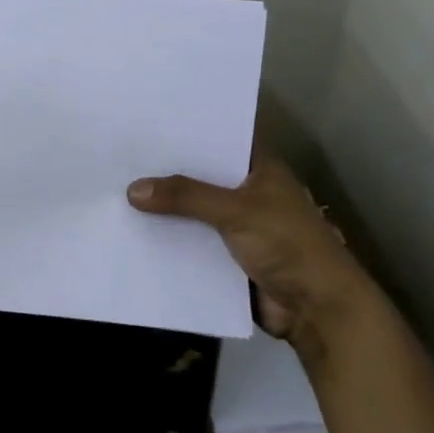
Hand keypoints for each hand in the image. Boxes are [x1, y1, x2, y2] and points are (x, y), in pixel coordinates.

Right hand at [126, 152, 368, 347]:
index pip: (220, 137)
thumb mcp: (236, 211)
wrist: (318, 311)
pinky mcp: (227, 256)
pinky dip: (169, 238)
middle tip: (121, 154)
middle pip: (201, 175)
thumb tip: (132, 189)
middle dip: (167, 170)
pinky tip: (132, 230)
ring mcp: (237, 225)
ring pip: (193, 210)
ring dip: (165, 207)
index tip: (148, 121)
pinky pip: (191, 241)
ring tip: (116, 188)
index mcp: (259, 168)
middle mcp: (246, 191)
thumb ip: (186, 197)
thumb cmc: (288, 245)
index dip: (189, 129)